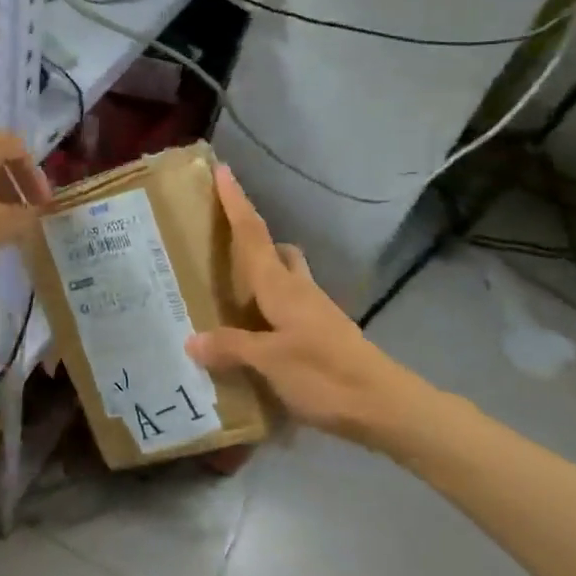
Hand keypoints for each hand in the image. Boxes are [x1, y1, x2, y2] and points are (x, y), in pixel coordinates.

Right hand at [184, 165, 419, 443]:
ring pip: (286, 276)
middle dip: (252, 239)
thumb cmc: (324, 374)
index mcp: (281, 286)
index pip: (253, 235)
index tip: (222, 170)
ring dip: (263, 273)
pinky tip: (254, 333)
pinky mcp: (323, 333)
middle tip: (220, 246)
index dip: (236, 203)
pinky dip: (270, 306)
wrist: (384, 404)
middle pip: (275, 251)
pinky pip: (289, 305)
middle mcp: (298, 290)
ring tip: (230, 293)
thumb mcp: (270, 362)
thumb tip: (191, 340)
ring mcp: (315, 311)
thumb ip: (230, 347)